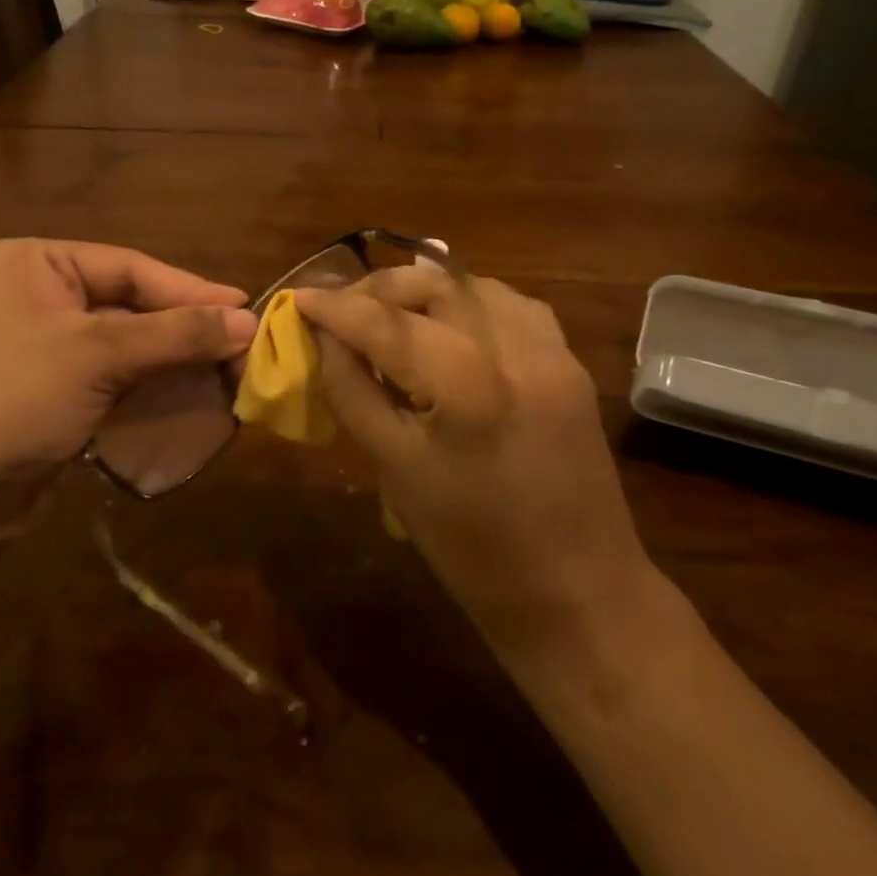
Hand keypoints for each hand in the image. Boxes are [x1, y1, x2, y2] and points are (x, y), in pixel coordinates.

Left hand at [0, 239, 256, 504]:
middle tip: (243, 343)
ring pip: (125, 344)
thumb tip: (249, 320)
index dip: (192, 290)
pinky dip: (149, 385)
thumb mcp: (99, 355)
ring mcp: (41, 346)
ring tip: (228, 370)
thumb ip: (177, 334)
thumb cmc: (14, 400)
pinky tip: (189, 393)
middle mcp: (35, 295)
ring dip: (173, 359)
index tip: (247, 308)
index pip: (130, 267)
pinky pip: (112, 377)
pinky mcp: (50, 391)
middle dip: (185, 328)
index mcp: (33, 264)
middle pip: (130, 304)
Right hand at [296, 268, 663, 678]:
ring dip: (424, 289)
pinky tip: (449, 325)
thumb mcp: (394, 471)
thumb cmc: (471, 548)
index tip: (299, 298)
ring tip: (389, 314)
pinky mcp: (570, 362)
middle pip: (435, 285)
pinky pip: (511, 305)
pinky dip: (469, 302)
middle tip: (341, 308)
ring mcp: (552, 351)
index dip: (336, 307)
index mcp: (467, 387)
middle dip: (378, 287)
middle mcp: (515, 350)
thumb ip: (353, 392)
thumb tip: (324, 339)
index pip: (387, 323)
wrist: (577, 591)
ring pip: (475, 284)